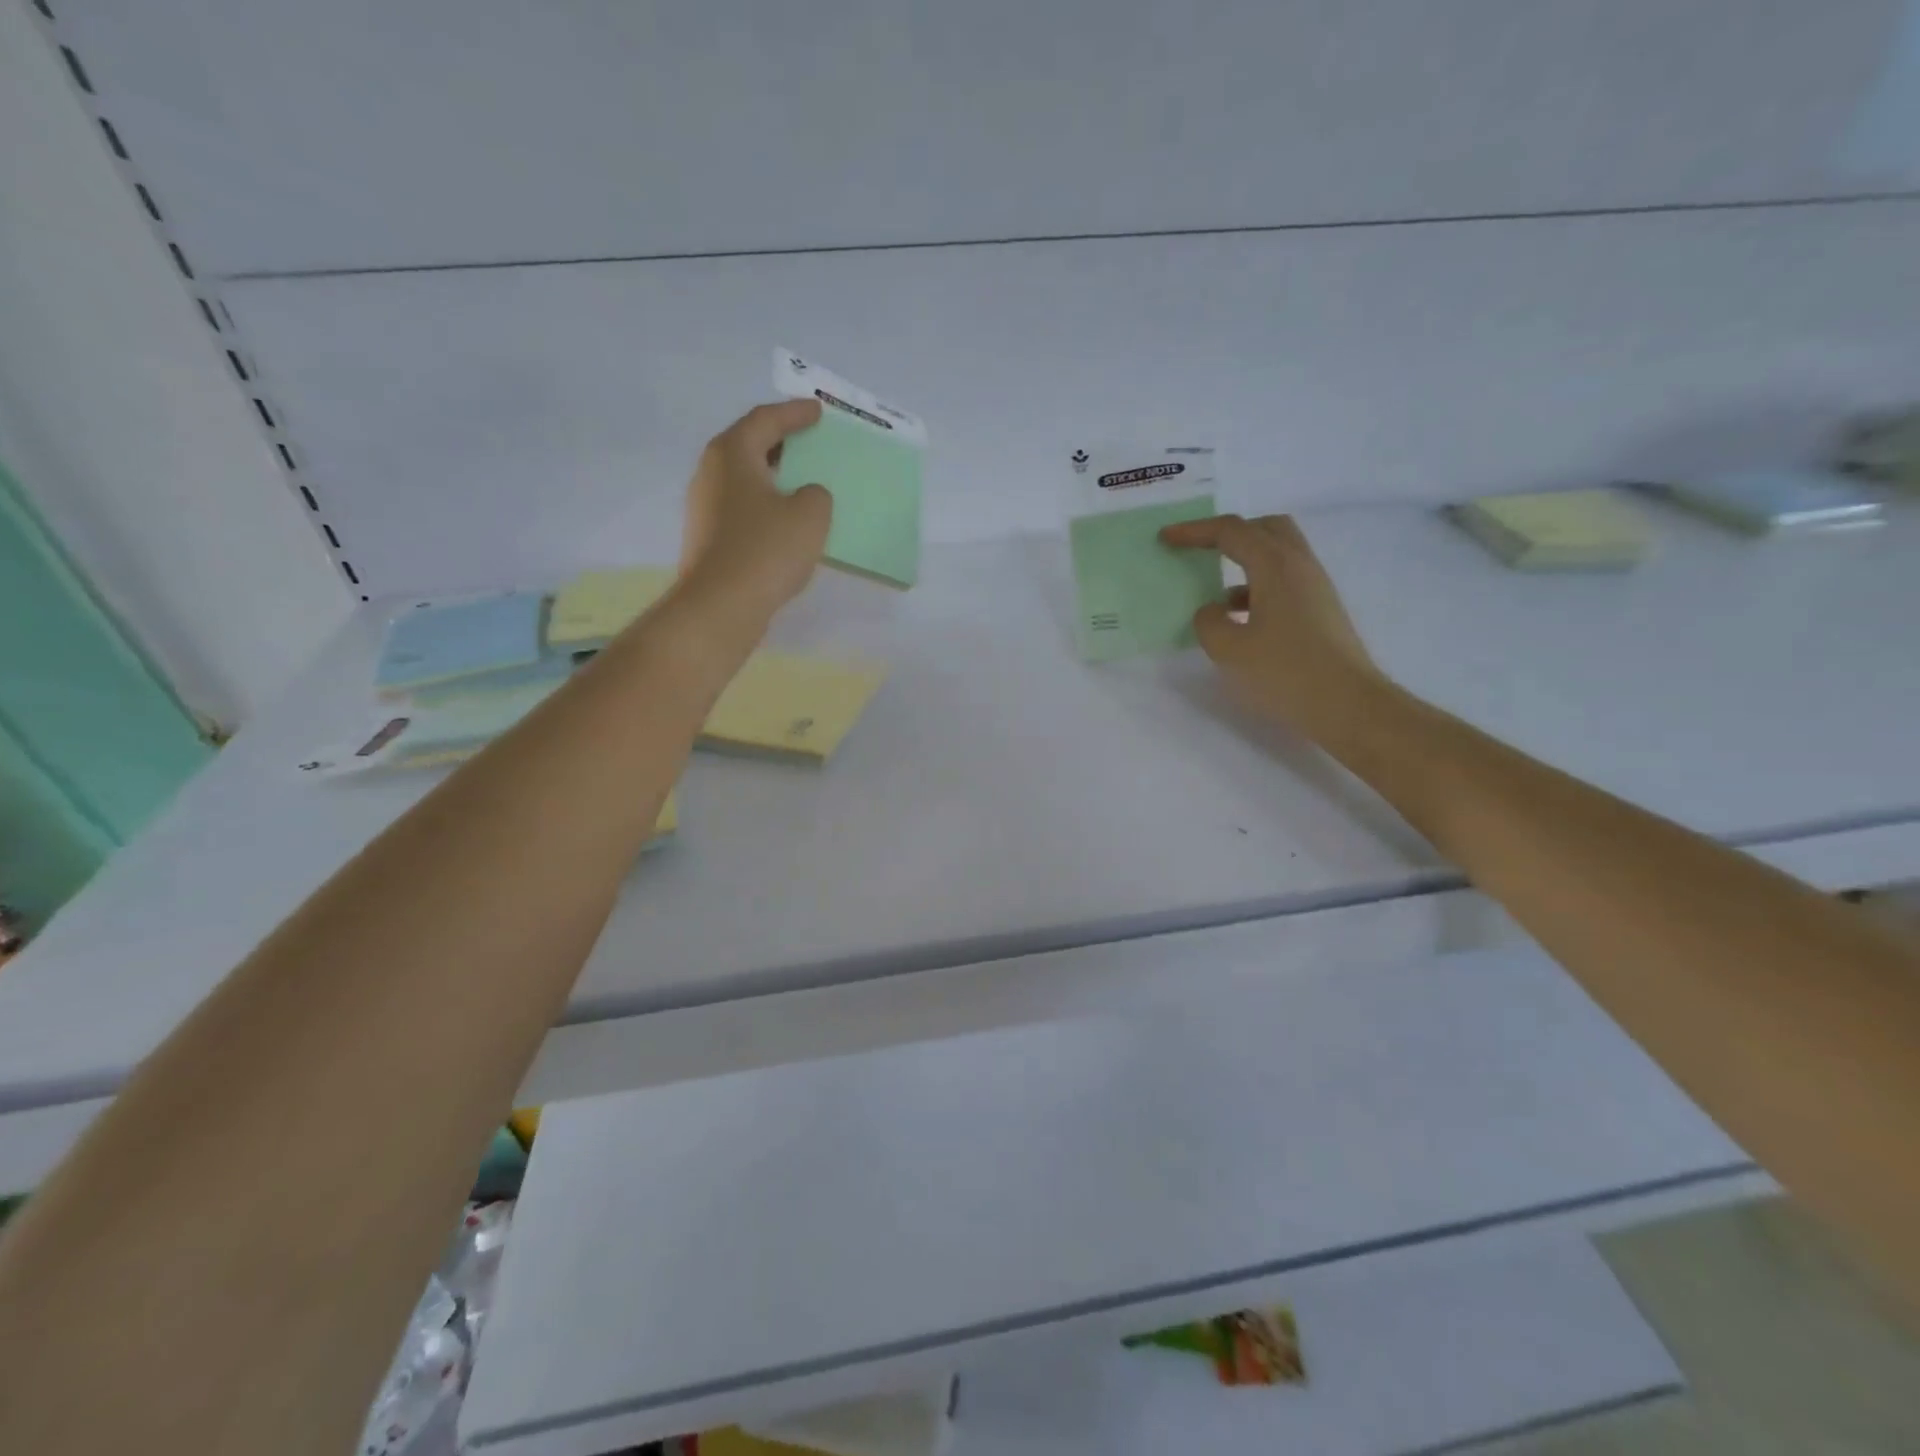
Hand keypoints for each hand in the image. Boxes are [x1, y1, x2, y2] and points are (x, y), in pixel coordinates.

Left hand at [679, 400, 833, 627]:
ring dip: (773, 477)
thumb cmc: (766, 550)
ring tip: (801, 481)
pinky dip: (766, 506)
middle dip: (780, 441)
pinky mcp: (708, 539)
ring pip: (744, 480)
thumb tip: (804, 496)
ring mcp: (705, 508)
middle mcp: (711, 473)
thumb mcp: (811, 515)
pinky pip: (743, 509)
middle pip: (748, 445)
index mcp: (732, 453)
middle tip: (808, 440)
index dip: (794, 413)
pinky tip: (786, 522)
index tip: (817, 410)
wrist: (721, 606)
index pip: (765, 420)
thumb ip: (816, 494)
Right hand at [1159, 514, 1384, 734]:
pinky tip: (1239, 619)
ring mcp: (1315, 588)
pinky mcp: (1321, 611)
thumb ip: (1209, 622)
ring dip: (1244, 563)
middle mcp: (1300, 566)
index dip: (1194, 531)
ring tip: (1214, 591)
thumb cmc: (1285, 672)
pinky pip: (1284, 582)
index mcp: (1276, 565)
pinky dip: (1257, 588)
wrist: (1347, 705)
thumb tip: (1212, 610)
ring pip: (1278, 556)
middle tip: (1200, 550)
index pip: (1231, 532)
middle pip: (1265, 529)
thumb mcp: (1229, 649)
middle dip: (1229, 534)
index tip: (1166, 538)